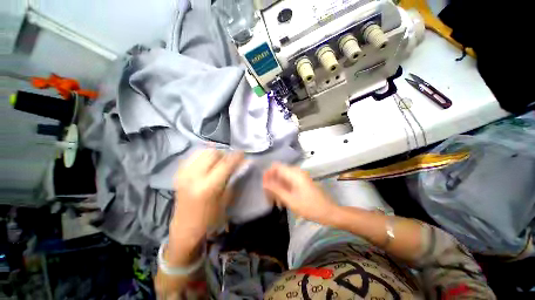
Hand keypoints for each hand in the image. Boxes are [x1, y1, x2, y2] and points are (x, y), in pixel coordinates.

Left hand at [171, 149, 243, 244]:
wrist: (185, 228)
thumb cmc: (210, 218)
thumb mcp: (226, 200)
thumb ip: (233, 179)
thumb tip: (242, 164)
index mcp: (208, 186)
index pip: (226, 163)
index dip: (236, 156)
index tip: (243, 153)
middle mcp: (194, 176)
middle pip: (212, 153)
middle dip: (224, 154)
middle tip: (230, 160)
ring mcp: (184, 173)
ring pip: (202, 152)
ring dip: (214, 154)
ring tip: (219, 161)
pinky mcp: (179, 174)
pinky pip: (193, 156)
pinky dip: (203, 156)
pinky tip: (208, 163)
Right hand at [263, 163, 337, 223]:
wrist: (328, 212)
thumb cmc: (310, 207)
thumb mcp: (291, 200)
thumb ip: (276, 190)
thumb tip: (264, 183)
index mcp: (294, 173)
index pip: (276, 167)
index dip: (268, 174)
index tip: (263, 185)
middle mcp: (296, 172)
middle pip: (278, 172)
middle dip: (271, 183)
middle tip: (268, 196)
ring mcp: (298, 177)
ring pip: (282, 178)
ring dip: (276, 188)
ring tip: (274, 201)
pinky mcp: (300, 182)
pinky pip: (287, 183)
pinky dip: (282, 190)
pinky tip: (281, 201)